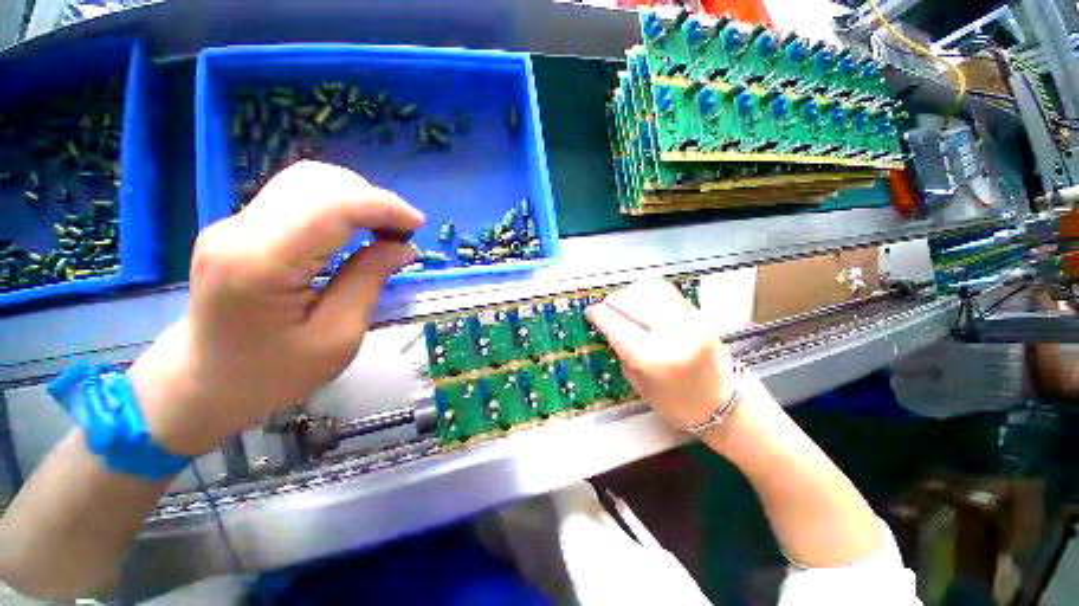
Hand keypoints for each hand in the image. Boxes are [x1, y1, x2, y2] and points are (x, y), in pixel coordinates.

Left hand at [128, 161, 423, 454]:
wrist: (204, 382)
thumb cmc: (273, 374)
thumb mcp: (337, 338)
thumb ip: (369, 282)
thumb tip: (403, 248)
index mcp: (262, 263)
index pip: (332, 205)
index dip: (383, 206)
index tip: (418, 225)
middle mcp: (239, 230)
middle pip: (318, 183)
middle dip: (373, 200)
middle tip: (402, 233)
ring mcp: (233, 224)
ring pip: (307, 182)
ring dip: (356, 199)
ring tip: (383, 230)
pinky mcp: (239, 227)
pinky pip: (297, 197)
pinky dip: (337, 205)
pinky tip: (354, 229)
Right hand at [585, 279, 736, 430]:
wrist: (725, 403)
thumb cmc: (676, 403)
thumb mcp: (638, 383)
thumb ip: (621, 350)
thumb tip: (608, 324)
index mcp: (654, 357)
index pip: (617, 324)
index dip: (598, 315)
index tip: (590, 312)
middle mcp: (672, 331)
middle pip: (631, 301)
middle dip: (612, 303)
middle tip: (606, 311)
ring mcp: (688, 318)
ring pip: (648, 288)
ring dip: (629, 294)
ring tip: (624, 306)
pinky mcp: (697, 312)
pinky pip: (665, 290)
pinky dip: (647, 291)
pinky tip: (642, 302)